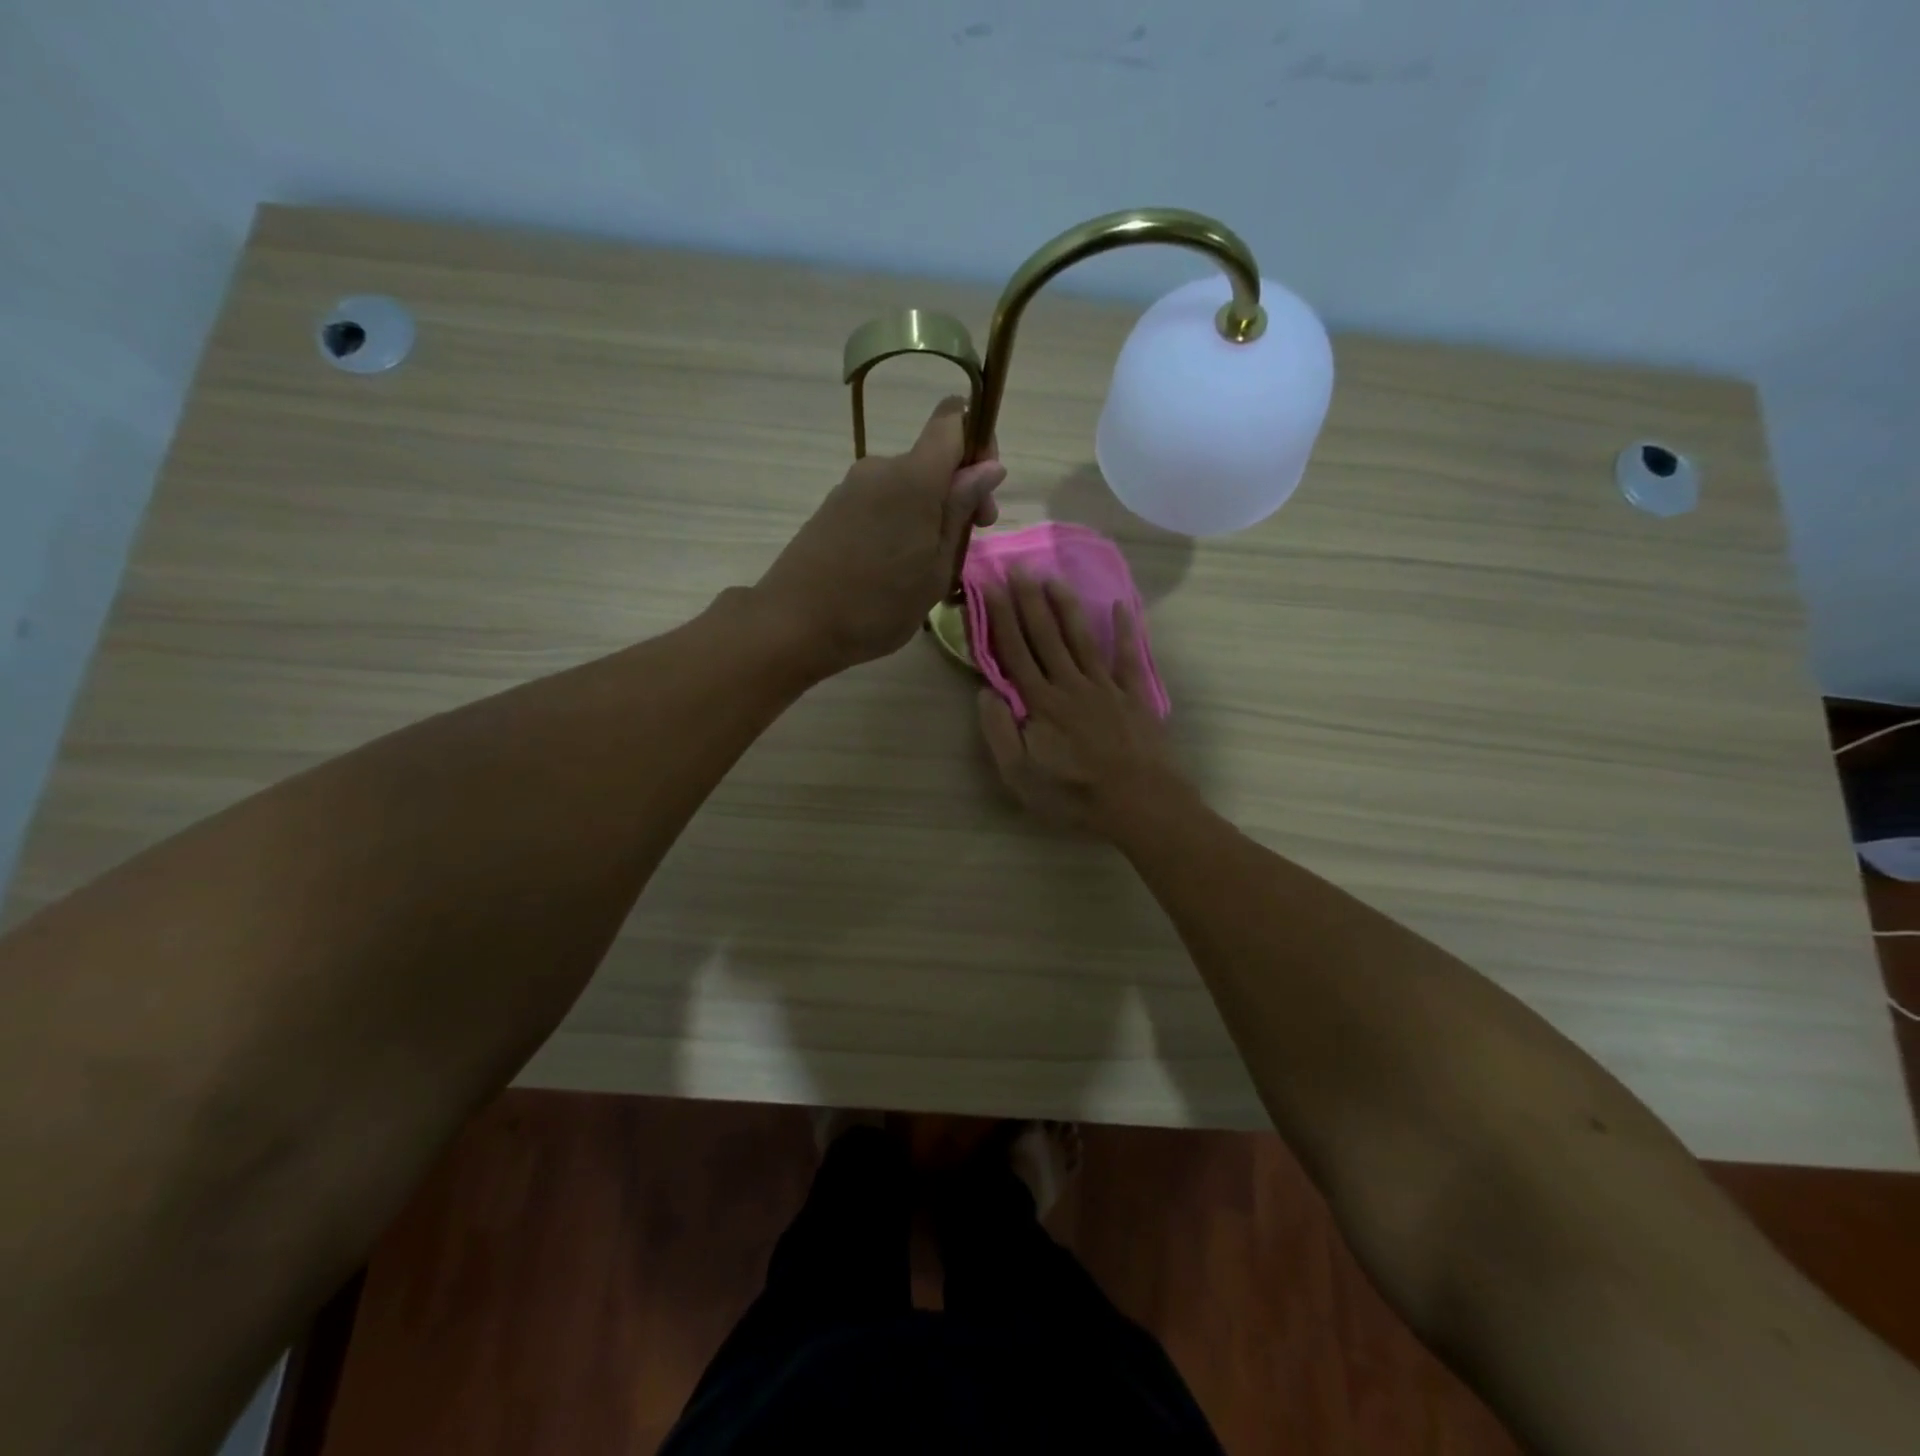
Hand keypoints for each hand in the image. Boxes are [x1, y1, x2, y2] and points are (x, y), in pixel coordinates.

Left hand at [755, 398, 1004, 677]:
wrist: (796, 624)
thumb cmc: (878, 604)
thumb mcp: (936, 567)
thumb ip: (961, 510)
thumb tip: (989, 466)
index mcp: (914, 476)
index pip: (952, 418)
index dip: (978, 441)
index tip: (983, 491)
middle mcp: (880, 468)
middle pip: (932, 459)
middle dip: (957, 492)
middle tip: (964, 545)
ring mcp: (852, 486)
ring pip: (907, 485)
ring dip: (927, 514)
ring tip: (926, 569)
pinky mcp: (833, 507)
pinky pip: (881, 502)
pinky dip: (899, 523)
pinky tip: (894, 568)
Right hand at [976, 573, 1186, 832]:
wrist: (1140, 804)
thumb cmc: (1074, 796)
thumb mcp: (1020, 776)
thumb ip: (999, 733)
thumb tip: (985, 692)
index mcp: (1041, 703)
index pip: (1014, 652)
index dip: (1000, 617)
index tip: (990, 585)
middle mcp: (1070, 685)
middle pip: (1046, 636)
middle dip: (1029, 600)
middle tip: (1019, 567)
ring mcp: (1105, 688)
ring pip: (1081, 639)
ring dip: (1066, 607)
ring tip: (1054, 578)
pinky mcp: (1134, 696)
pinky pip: (1127, 657)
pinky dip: (1123, 631)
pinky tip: (1120, 607)